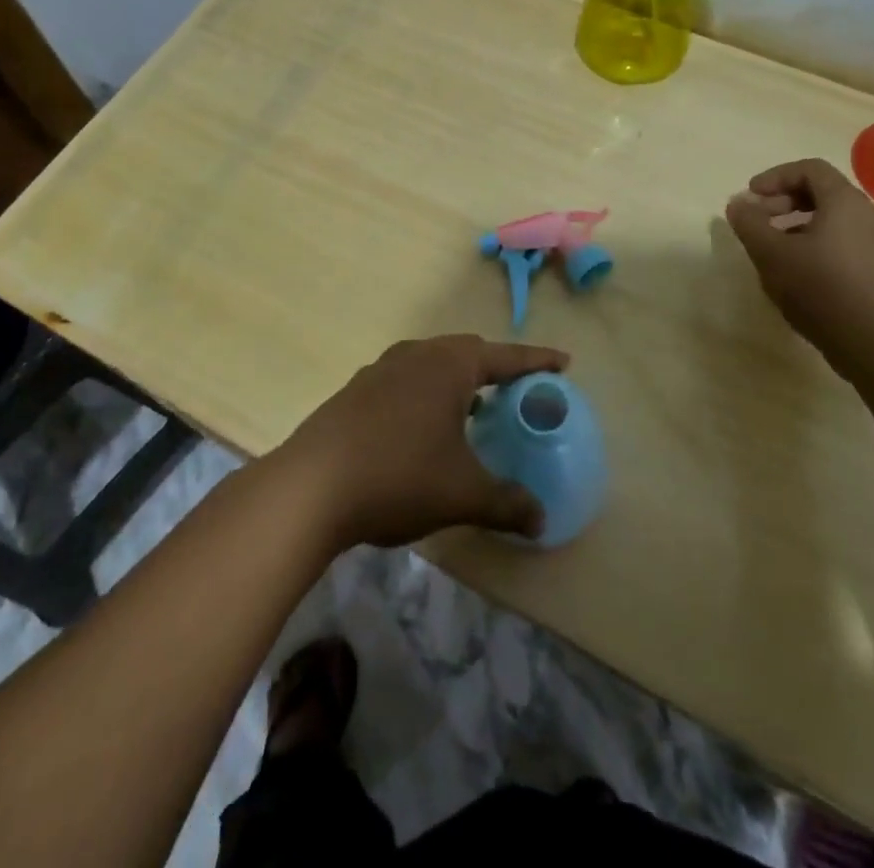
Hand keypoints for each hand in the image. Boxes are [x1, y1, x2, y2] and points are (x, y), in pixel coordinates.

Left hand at [273, 335, 565, 551]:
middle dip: (495, 369)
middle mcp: (416, 355)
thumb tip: (541, 520)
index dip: (537, 361)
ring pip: (431, 365)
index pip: (506, 356)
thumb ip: (508, 503)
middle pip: (467, 352)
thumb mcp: (463, 494)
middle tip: (517, 392)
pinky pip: (405, 381)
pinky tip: (424, 429)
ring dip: (457, 382)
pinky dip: (426, 395)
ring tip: (474, 410)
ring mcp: (380, 369)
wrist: (310, 487)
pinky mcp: (356, 391)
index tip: (563, 362)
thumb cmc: (399, 476)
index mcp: (449, 365)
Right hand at [724, 157, 873, 367]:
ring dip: (795, 224)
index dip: (775, 177)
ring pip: (830, 219)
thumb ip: (749, 223)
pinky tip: (795, 272)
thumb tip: (738, 204)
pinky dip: (813, 243)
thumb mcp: (771, 253)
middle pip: (821, 192)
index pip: (809, 169)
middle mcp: (866, 215)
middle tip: (756, 221)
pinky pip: (841, 242)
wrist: (872, 343)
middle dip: (782, 201)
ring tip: (771, 248)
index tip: (751, 196)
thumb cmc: (819, 288)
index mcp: (844, 202)